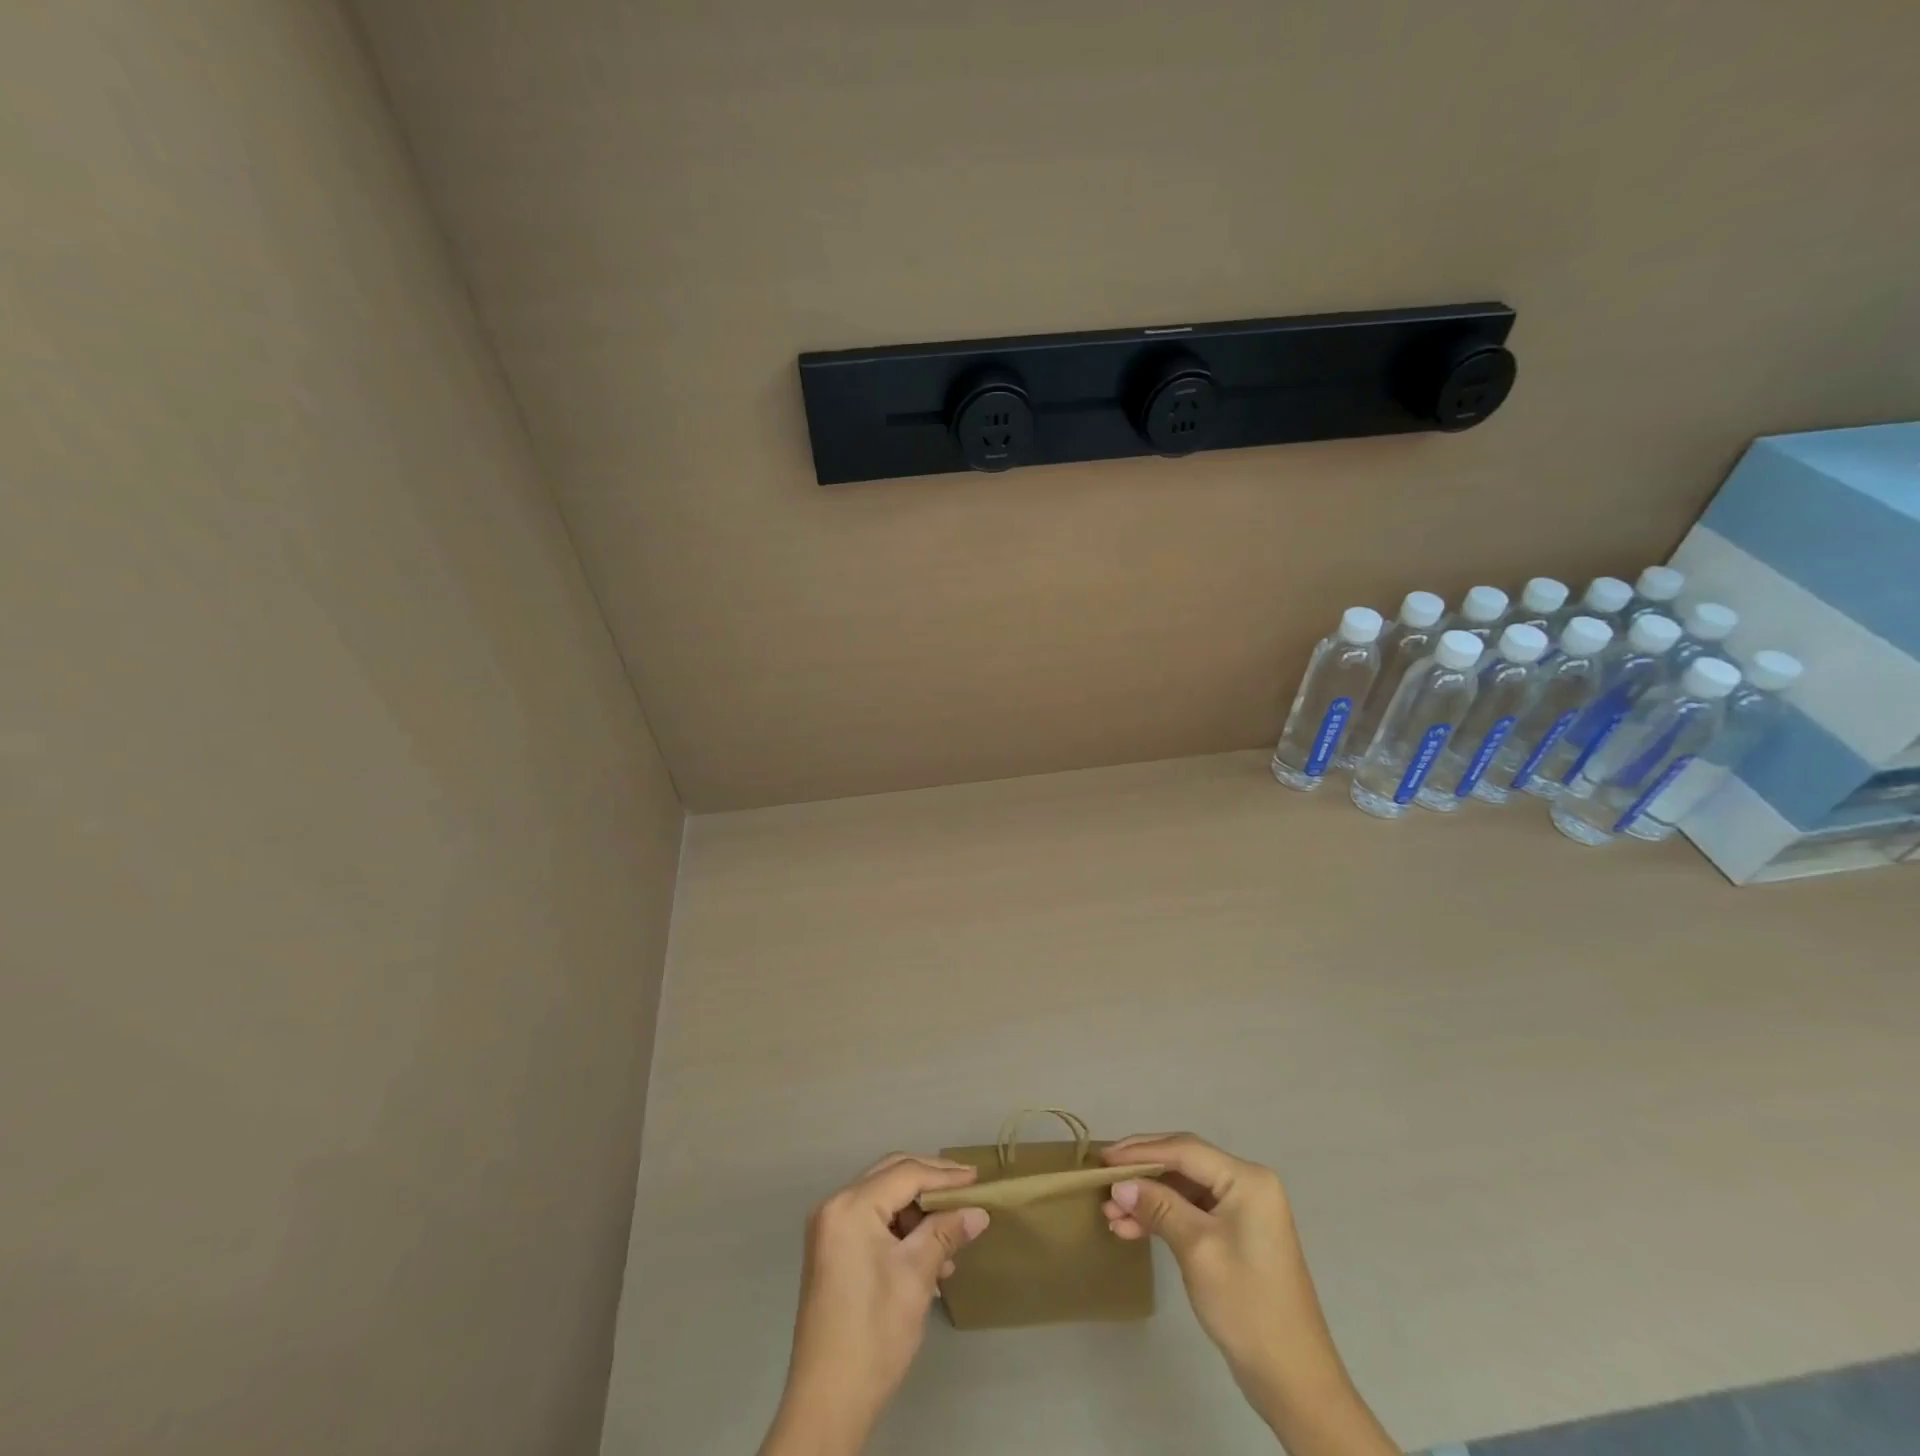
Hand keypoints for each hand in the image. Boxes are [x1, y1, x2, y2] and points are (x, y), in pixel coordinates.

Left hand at [760, 1153, 988, 1455]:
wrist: (828, 1402)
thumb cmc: (874, 1333)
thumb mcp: (916, 1277)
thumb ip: (946, 1233)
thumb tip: (978, 1211)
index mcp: (850, 1206)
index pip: (905, 1173)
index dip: (944, 1175)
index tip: (978, 1180)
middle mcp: (834, 1206)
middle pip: (891, 1176)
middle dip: (931, 1182)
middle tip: (967, 1190)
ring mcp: (830, 1229)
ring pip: (883, 1198)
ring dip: (918, 1212)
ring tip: (951, 1239)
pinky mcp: (832, 1251)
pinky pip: (873, 1222)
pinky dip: (901, 1230)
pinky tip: (928, 1257)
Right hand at [1101, 1134, 1395, 1455]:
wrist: (1294, 1381)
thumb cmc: (1247, 1306)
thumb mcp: (1197, 1250)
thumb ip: (1158, 1207)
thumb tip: (1119, 1185)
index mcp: (1247, 1179)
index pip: (1184, 1150)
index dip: (1140, 1151)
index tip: (1103, 1159)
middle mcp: (1247, 1185)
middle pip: (1183, 1164)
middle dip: (1141, 1174)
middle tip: (1103, 1181)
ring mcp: (1243, 1211)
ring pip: (1183, 1189)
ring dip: (1148, 1199)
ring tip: (1111, 1214)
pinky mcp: (1236, 1235)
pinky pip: (1192, 1212)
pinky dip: (1163, 1217)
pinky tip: (1132, 1228)